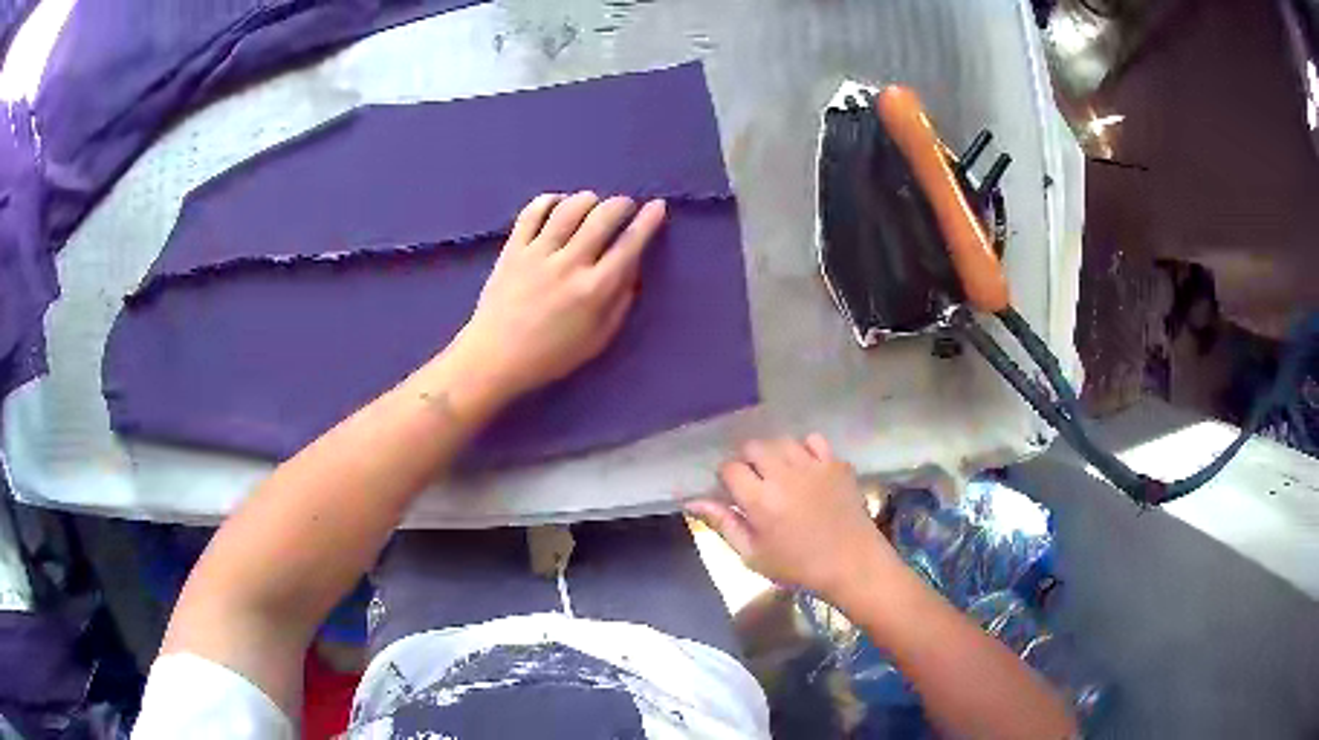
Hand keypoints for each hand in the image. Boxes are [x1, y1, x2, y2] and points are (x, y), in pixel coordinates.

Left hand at [450, 191, 665, 401]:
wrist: (495, 357)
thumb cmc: (551, 356)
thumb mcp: (598, 340)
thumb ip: (620, 302)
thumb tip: (633, 268)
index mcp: (595, 290)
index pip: (629, 245)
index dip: (648, 221)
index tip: (657, 206)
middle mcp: (569, 264)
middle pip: (603, 216)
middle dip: (621, 204)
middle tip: (625, 207)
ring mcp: (538, 253)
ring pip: (570, 207)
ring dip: (589, 199)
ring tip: (592, 204)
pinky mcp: (513, 249)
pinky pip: (533, 212)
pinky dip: (550, 201)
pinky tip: (558, 204)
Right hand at [687, 435, 902, 604]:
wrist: (852, 564)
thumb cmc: (798, 566)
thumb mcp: (752, 555)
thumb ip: (723, 524)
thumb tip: (693, 501)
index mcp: (760, 500)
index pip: (730, 468)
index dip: (727, 478)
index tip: (733, 493)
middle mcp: (784, 474)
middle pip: (754, 446)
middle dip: (748, 461)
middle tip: (755, 484)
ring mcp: (813, 465)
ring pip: (781, 441)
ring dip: (775, 454)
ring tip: (780, 475)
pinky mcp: (836, 463)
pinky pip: (813, 440)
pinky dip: (805, 449)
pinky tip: (806, 469)